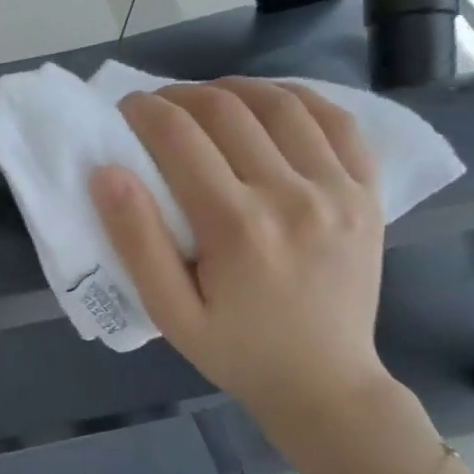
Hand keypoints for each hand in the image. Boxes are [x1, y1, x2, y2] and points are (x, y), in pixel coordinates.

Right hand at [91, 78, 390, 436]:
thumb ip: (136, 240)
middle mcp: (292, 195)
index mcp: (237, 227)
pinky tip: (268, 103)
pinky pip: (337, 121)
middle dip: (180, 96)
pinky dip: (298, 98)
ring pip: (281, 104)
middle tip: (155, 107)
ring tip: (204, 100)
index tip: (124, 108)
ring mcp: (338, 190)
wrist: (325, 383)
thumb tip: (106, 172)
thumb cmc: (235, 351)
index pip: (180, 138)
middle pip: (227, 111)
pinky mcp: (367, 193)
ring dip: (233, 89)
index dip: (144, 111)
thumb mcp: (168, 311)